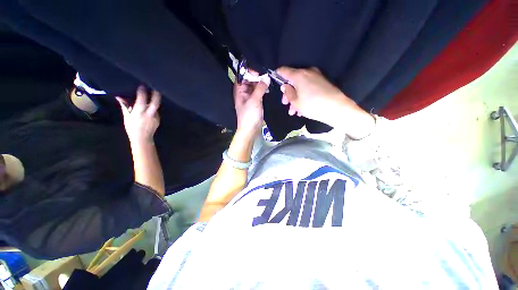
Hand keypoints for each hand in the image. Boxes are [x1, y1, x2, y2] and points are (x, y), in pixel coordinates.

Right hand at [116, 86, 160, 143]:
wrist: (142, 138)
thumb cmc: (132, 127)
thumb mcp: (127, 117)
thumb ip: (125, 106)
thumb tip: (119, 97)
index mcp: (139, 113)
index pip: (142, 100)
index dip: (142, 92)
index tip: (142, 86)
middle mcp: (149, 114)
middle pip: (155, 103)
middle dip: (156, 95)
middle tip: (155, 88)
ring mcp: (155, 117)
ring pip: (156, 107)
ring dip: (155, 101)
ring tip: (153, 95)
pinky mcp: (158, 119)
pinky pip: (156, 111)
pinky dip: (153, 108)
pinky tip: (150, 107)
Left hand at [234, 74, 269, 137]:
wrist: (250, 130)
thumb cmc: (249, 115)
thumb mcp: (254, 100)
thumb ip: (260, 88)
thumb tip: (267, 76)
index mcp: (239, 91)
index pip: (242, 76)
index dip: (249, 72)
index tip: (259, 72)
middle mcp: (244, 92)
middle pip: (249, 80)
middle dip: (257, 77)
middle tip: (267, 76)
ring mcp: (250, 97)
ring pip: (255, 86)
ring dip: (261, 84)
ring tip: (269, 81)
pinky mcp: (256, 102)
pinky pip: (259, 93)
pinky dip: (263, 90)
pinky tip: (268, 89)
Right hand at [276, 67, 374, 138]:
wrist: (337, 108)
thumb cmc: (312, 105)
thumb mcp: (296, 102)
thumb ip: (288, 93)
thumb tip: (285, 86)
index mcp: (299, 75)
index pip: (283, 70)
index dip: (277, 74)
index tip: (273, 79)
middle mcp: (307, 72)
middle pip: (292, 80)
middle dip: (288, 93)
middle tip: (285, 104)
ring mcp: (316, 77)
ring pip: (300, 86)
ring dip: (295, 98)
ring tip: (294, 112)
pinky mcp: (322, 82)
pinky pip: (308, 88)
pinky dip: (303, 96)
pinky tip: (302, 109)